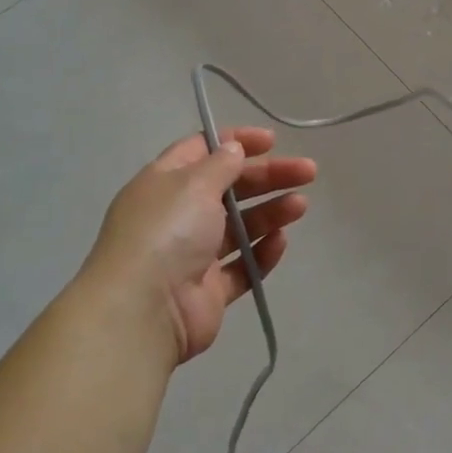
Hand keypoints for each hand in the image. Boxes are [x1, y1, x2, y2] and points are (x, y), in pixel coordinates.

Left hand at [86, 128, 315, 361]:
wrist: (144, 310)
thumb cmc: (167, 232)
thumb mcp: (193, 184)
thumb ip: (220, 164)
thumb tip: (233, 150)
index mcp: (164, 183)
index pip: (202, 151)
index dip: (236, 143)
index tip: (271, 141)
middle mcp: (176, 216)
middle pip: (229, 189)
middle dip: (268, 177)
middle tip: (307, 172)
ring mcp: (192, 256)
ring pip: (239, 227)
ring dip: (270, 212)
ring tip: (300, 206)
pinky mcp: (208, 291)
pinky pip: (241, 267)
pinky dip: (261, 253)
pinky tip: (280, 241)